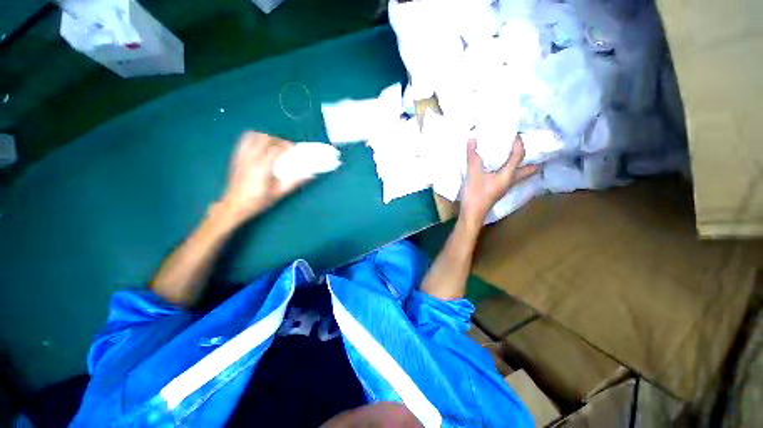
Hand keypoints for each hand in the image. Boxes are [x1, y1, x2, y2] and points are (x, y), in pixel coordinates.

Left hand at [215, 132, 309, 225]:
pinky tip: (260, 148)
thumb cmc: (258, 201)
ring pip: (252, 136)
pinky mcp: (235, 158)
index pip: (275, 148)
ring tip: (272, 146)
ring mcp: (241, 157)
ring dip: (264, 138)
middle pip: (264, 138)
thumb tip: (310, 175)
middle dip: (277, 140)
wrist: (234, 206)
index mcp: (261, 167)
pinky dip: (253, 140)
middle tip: (285, 147)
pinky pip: (243, 141)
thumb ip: (294, 182)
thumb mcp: (279, 194)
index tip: (294, 148)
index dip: (286, 145)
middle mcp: (250, 158)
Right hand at [460, 136, 538, 228]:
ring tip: (515, 154)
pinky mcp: (498, 190)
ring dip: (521, 165)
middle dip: (532, 159)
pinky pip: (510, 177)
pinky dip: (509, 169)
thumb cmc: (475, 195)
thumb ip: (473, 156)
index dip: (518, 144)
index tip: (514, 134)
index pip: (518, 156)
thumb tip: (473, 138)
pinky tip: (500, 167)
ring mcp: (504, 187)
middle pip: (529, 170)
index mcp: (507, 176)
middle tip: (531, 148)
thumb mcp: (473, 174)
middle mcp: (510, 181)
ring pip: (520, 174)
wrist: (471, 214)